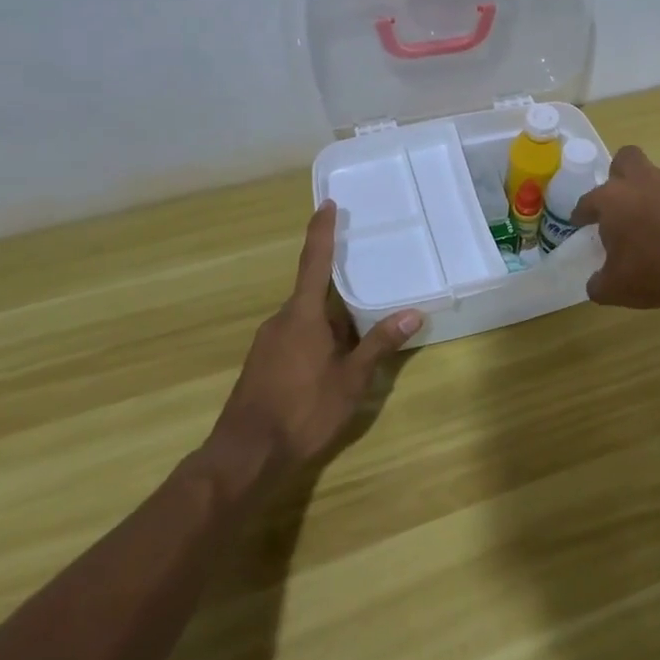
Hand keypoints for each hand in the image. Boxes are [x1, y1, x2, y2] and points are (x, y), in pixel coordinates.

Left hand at [208, 201, 424, 475]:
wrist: (246, 455)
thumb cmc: (303, 411)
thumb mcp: (351, 380)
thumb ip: (379, 344)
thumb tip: (413, 313)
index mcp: (303, 315)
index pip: (314, 261)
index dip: (321, 231)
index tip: (327, 204)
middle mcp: (281, 320)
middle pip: (315, 296)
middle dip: (342, 299)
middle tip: (371, 296)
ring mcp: (267, 343)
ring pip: (306, 321)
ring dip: (332, 326)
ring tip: (359, 341)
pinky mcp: (262, 364)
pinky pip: (295, 338)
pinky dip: (317, 342)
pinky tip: (332, 367)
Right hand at [570, 146, 659, 308]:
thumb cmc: (656, 271)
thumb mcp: (617, 288)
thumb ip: (600, 283)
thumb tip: (596, 284)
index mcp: (613, 200)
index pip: (588, 201)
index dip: (582, 212)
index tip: (581, 221)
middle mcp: (644, 180)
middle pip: (626, 158)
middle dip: (622, 173)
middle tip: (626, 200)